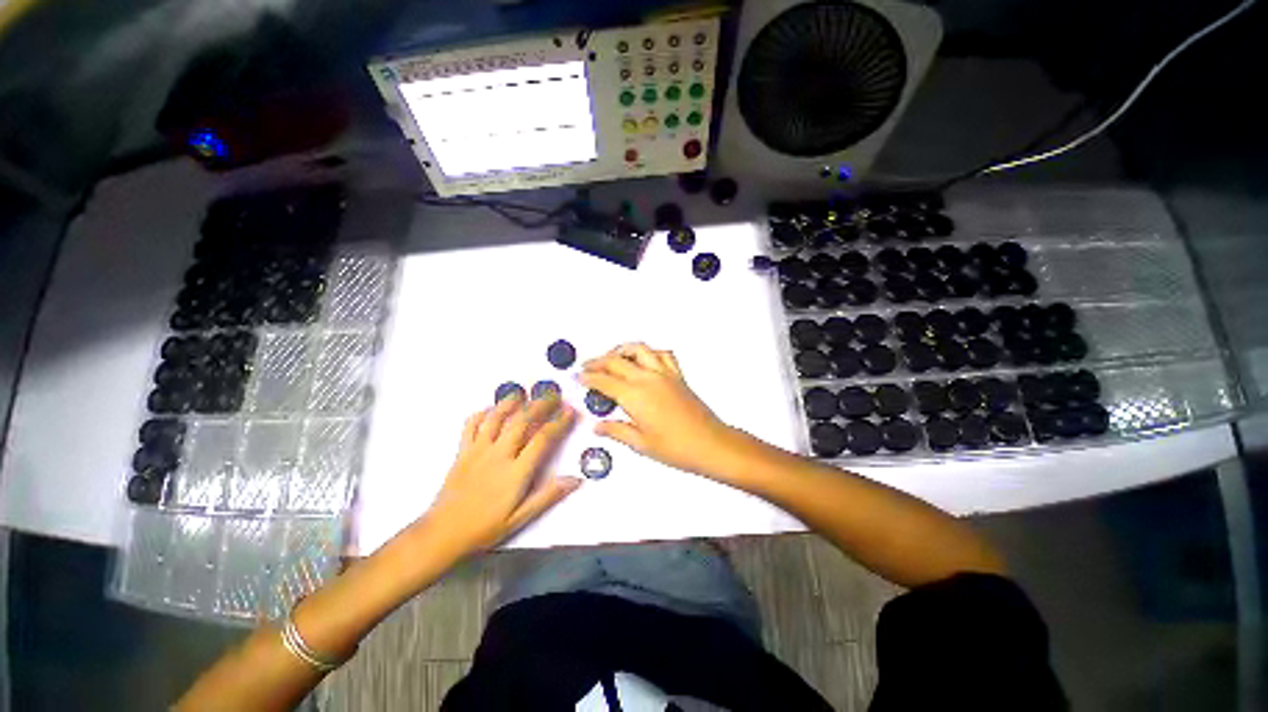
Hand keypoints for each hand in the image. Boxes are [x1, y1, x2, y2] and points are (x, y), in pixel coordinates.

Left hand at [422, 394, 580, 557]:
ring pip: (496, 418)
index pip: (542, 439)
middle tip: (553, 394)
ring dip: (511, 402)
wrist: (443, 534)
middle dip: (540, 404)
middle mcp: (498, 455)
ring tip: (523, 392)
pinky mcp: (462, 452)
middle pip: (522, 420)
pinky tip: (489, 410)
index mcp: (516, 471)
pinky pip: (471, 426)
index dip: (559, 422)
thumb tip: (575, 480)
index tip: (570, 412)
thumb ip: (548, 496)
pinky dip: (480, 414)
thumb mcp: (521, 517)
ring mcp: (478, 451)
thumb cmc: (484, 527)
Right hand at [580, 343, 732, 475]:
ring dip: (622, 349)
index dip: (589, 378)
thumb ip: (617, 430)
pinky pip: (662, 354)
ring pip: (639, 349)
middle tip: (587, 366)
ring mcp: (664, 374)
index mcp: (635, 395)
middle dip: (598, 361)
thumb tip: (599, 426)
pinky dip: (650, 352)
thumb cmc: (677, 447)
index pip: (604, 380)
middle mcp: (648, 378)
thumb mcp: (641, 443)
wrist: (710, 444)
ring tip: (612, 356)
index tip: (579, 377)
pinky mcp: (677, 375)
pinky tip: (644, 358)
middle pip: (616, 360)